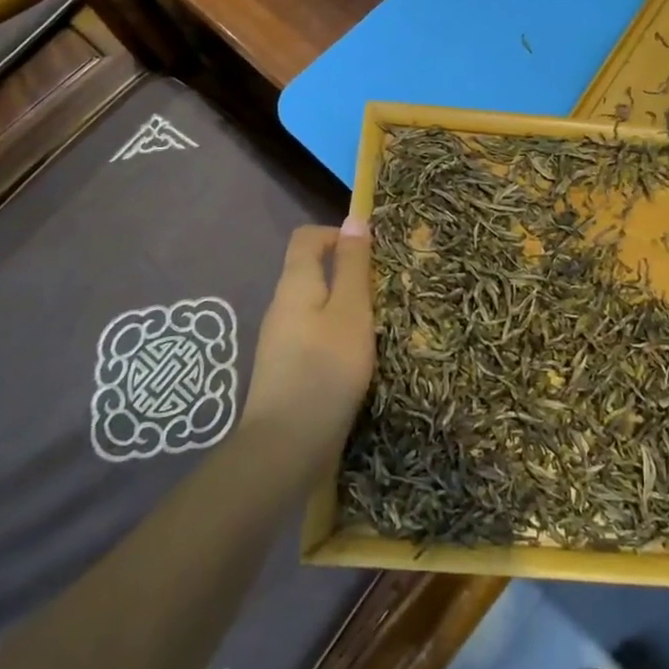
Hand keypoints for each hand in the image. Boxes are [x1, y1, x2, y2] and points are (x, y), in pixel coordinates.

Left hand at [243, 219, 375, 447]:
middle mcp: (282, 307)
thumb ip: (353, 266)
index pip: (307, 237)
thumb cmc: (325, 370)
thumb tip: (354, 219)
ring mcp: (282, 341)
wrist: (286, 450)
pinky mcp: (289, 371)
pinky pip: (316, 337)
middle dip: (350, 275)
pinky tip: (361, 360)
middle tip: (386, 292)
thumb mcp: (350, 312)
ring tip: (381, 326)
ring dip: (348, 310)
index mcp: (295, 285)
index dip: (338, 234)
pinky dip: (339, 338)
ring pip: (318, 308)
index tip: (373, 253)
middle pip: (313, 272)